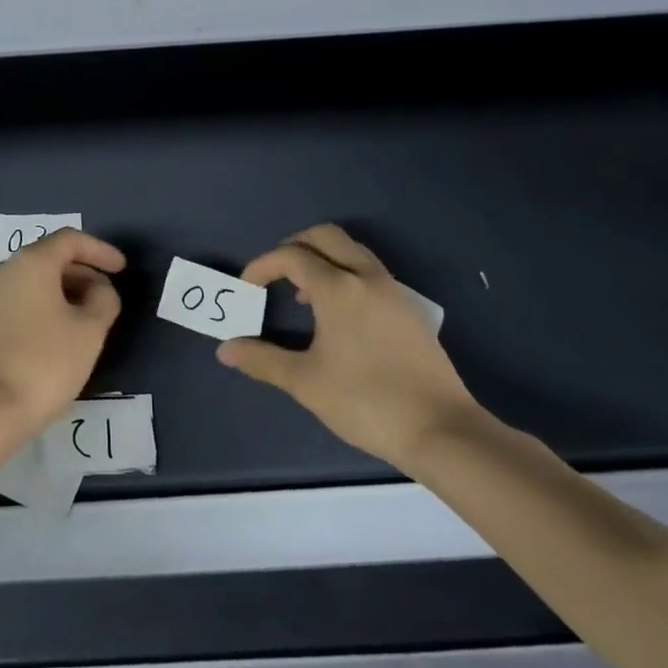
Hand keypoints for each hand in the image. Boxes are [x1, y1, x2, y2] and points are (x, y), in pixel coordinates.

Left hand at [0, 228, 126, 438]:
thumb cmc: (45, 362)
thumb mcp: (90, 330)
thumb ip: (104, 299)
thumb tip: (99, 289)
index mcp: (30, 262)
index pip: (70, 239)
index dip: (100, 250)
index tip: (121, 268)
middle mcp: (3, 270)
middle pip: (49, 258)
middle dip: (82, 272)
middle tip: (106, 297)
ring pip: (33, 281)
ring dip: (63, 292)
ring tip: (87, 318)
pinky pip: (18, 301)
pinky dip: (43, 307)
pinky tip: (58, 335)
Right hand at [218, 224, 483, 472]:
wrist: (443, 431)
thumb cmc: (366, 401)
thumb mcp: (305, 382)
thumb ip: (262, 360)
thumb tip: (225, 350)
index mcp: (338, 288)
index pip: (291, 256)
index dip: (262, 265)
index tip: (247, 289)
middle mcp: (367, 278)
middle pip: (325, 237)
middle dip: (293, 246)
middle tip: (274, 273)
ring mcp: (394, 291)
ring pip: (352, 251)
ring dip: (322, 258)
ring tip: (303, 294)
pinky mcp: (410, 310)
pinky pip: (370, 272)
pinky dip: (345, 274)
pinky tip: (338, 315)